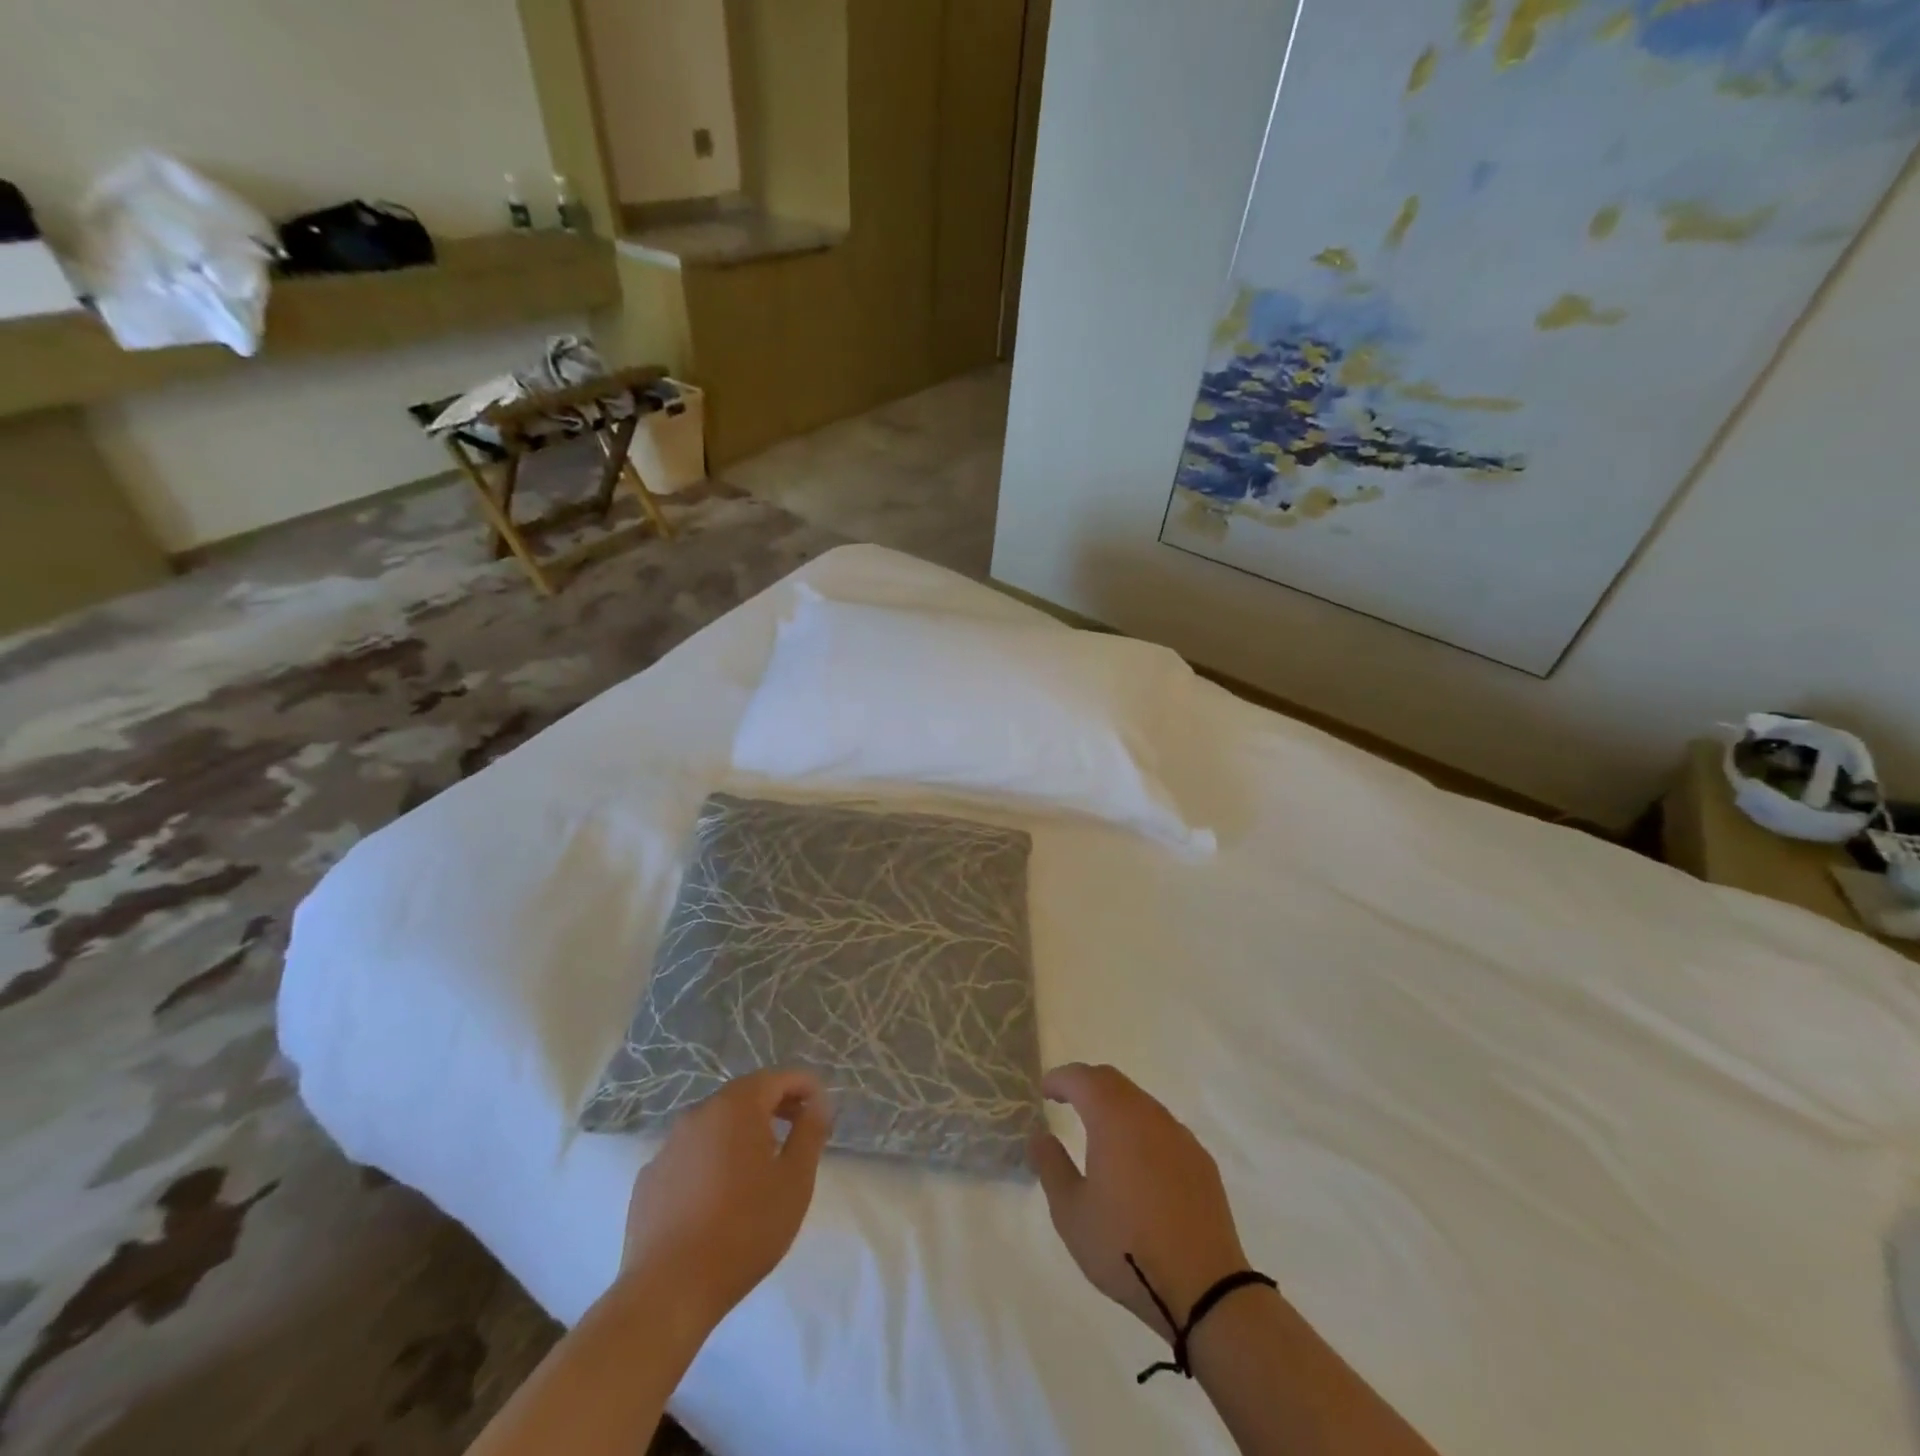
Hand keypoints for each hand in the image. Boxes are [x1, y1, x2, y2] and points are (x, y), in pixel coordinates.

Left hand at [619, 1069, 833, 1326]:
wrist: (669, 1290)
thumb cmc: (745, 1228)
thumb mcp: (795, 1179)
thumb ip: (810, 1131)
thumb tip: (818, 1102)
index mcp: (737, 1106)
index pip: (778, 1078)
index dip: (805, 1087)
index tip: (822, 1109)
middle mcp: (699, 1114)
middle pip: (744, 1096)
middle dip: (775, 1105)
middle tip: (798, 1129)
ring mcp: (668, 1145)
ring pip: (715, 1125)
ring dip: (741, 1132)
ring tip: (760, 1165)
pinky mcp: (649, 1178)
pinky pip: (690, 1155)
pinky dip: (711, 1159)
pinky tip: (718, 1194)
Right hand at [1028, 1063, 1250, 1341]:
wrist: (1204, 1289)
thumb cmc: (1126, 1248)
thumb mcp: (1071, 1213)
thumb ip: (1052, 1166)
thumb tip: (1040, 1136)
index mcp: (1113, 1119)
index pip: (1082, 1078)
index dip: (1060, 1078)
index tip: (1045, 1090)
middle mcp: (1149, 1115)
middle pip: (1113, 1082)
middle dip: (1087, 1084)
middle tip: (1067, 1100)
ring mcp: (1180, 1136)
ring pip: (1141, 1102)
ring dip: (1116, 1105)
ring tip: (1100, 1131)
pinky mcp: (1201, 1161)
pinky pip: (1164, 1128)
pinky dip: (1142, 1129)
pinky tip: (1138, 1162)